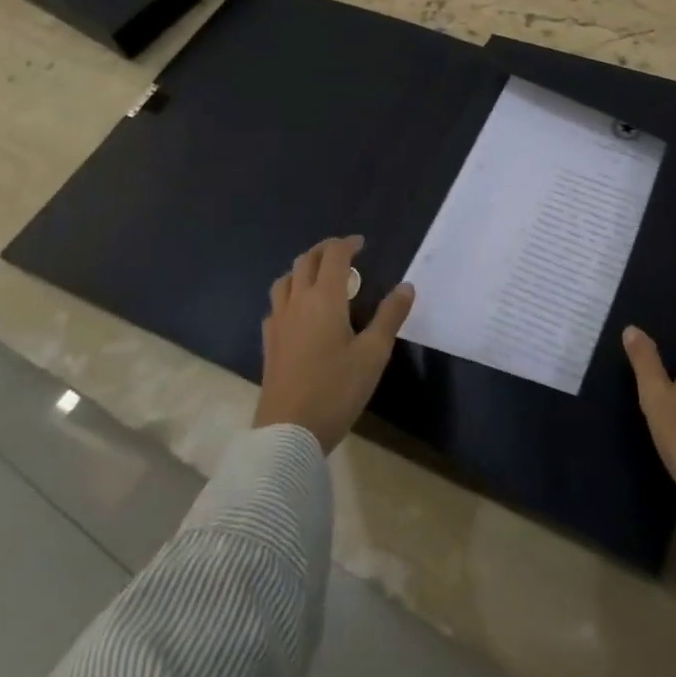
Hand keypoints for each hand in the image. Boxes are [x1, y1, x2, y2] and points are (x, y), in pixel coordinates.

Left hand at [253, 235, 415, 453]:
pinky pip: (276, 304)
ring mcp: (279, 322)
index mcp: (325, 299)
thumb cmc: (336, 390)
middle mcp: (298, 302)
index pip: (333, 256)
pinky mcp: (269, 343)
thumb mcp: (373, 354)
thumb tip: (406, 286)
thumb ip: (390, 316)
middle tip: (344, 254)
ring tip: (320, 277)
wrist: (288, 433)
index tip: (361, 243)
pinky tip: (299, 311)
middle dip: (325, 251)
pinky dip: (290, 294)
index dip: (347, 244)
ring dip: (303, 269)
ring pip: (285, 280)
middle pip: (306, 261)